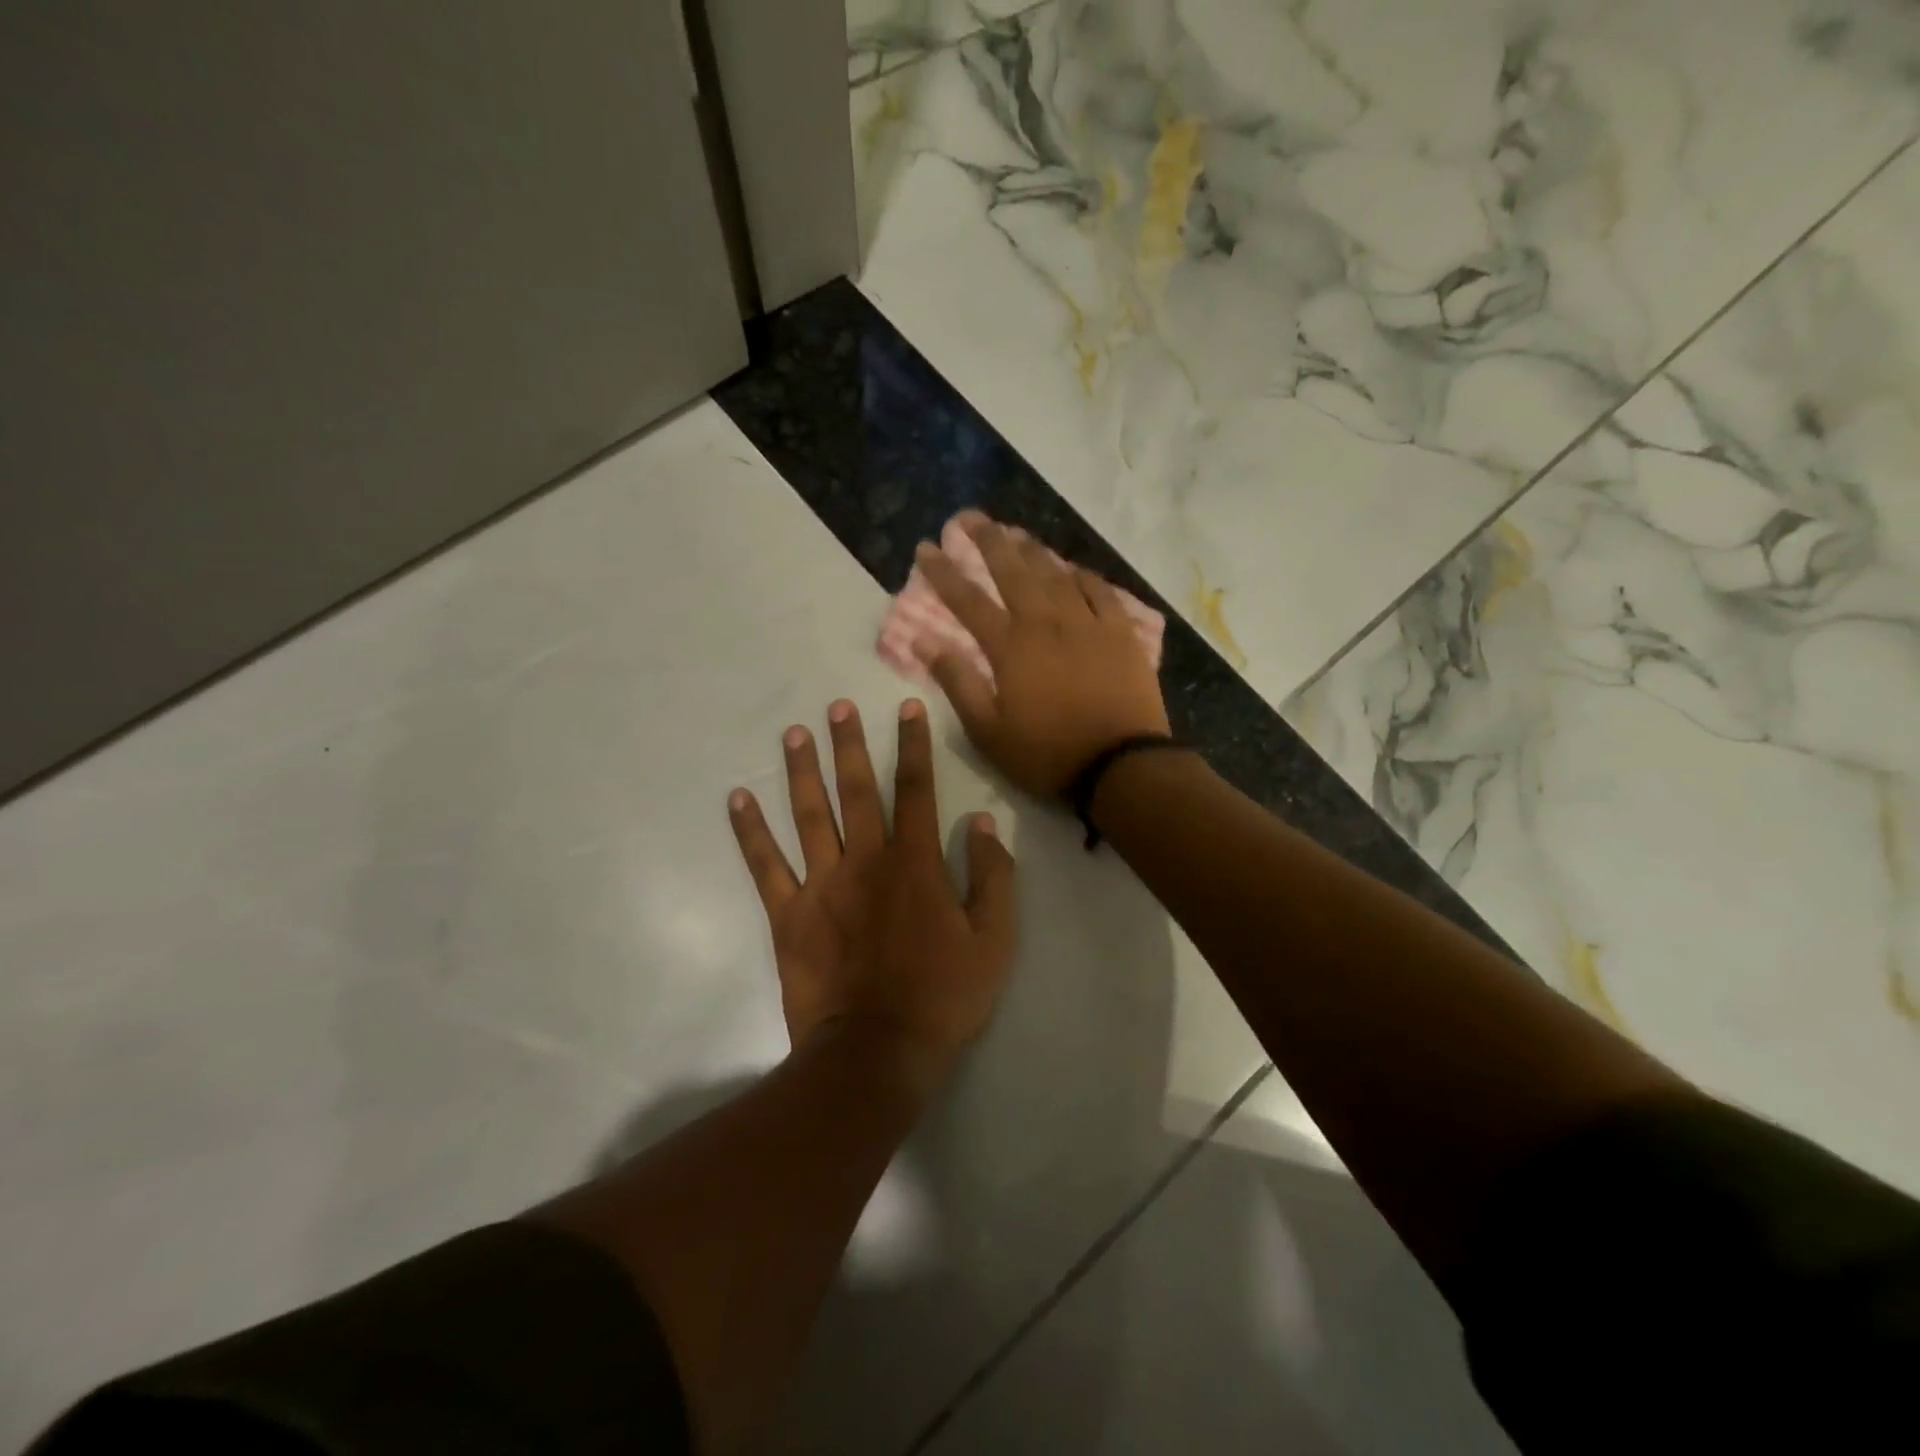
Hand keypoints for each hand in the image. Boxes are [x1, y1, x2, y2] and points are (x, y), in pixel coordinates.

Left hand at [728, 698, 1016, 1085]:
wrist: (878, 1053)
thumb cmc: (942, 997)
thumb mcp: (993, 940)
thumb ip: (991, 876)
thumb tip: (981, 823)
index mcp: (914, 864)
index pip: (915, 790)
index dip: (913, 746)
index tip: (907, 708)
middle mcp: (865, 861)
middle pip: (855, 791)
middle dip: (848, 745)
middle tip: (837, 707)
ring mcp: (821, 885)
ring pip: (808, 815)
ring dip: (801, 772)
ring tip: (793, 734)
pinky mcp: (788, 915)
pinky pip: (765, 866)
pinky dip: (749, 832)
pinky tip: (737, 799)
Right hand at [914, 515, 1170, 798]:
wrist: (1120, 766)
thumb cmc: (1047, 754)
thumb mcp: (988, 731)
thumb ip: (957, 682)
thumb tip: (924, 641)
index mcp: (1011, 647)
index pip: (968, 600)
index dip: (944, 572)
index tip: (926, 547)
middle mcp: (1046, 623)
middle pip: (1013, 571)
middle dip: (988, 541)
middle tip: (970, 517)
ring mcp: (1087, 624)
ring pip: (1055, 574)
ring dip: (1033, 550)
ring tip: (1016, 532)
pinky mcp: (1120, 634)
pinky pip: (1100, 592)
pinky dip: (1083, 576)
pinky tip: (1073, 568)